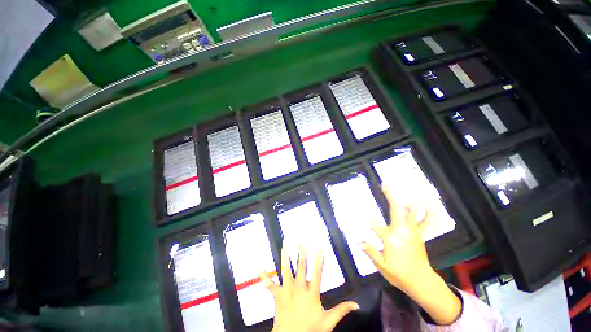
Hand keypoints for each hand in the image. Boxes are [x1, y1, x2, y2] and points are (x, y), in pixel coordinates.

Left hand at [260, 245, 358, 331]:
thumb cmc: (310, 331)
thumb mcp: (328, 323)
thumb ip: (342, 311)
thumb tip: (356, 305)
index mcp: (312, 293)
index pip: (317, 271)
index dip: (319, 256)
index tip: (320, 245)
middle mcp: (298, 289)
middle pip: (301, 266)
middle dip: (302, 251)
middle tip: (303, 238)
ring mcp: (286, 291)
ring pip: (285, 269)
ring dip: (286, 255)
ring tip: (286, 242)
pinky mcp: (277, 296)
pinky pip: (269, 285)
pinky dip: (264, 277)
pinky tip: (260, 268)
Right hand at [360, 185, 461, 324]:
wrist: (421, 281)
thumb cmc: (399, 274)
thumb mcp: (382, 266)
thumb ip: (370, 251)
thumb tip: (358, 242)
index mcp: (391, 239)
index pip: (375, 224)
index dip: (368, 215)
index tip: (361, 206)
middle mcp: (402, 231)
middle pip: (396, 209)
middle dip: (391, 195)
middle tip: (386, 184)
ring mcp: (413, 231)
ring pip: (412, 212)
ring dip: (408, 199)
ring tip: (406, 188)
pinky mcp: (419, 234)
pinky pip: (425, 222)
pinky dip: (428, 214)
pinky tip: (430, 205)